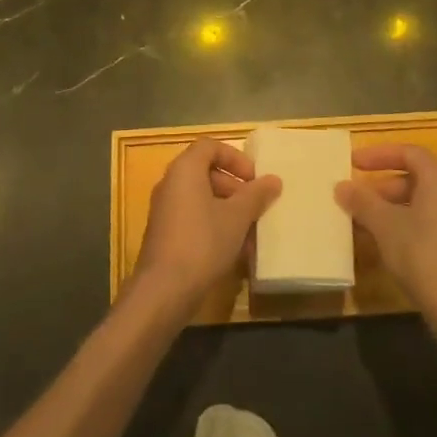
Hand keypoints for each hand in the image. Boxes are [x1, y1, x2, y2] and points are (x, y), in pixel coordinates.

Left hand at [132, 138, 281, 314]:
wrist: (163, 290)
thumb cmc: (202, 243)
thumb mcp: (236, 218)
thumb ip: (256, 195)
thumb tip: (274, 180)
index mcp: (185, 169)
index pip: (210, 146)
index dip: (235, 158)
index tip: (254, 179)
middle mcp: (170, 183)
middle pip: (205, 171)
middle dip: (234, 186)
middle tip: (254, 205)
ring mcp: (164, 209)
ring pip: (200, 197)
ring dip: (226, 208)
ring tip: (248, 231)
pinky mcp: (163, 233)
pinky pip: (192, 217)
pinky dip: (213, 224)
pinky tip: (232, 249)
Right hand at [336, 145, 436, 341]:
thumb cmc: (422, 255)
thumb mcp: (384, 225)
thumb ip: (362, 201)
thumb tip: (341, 186)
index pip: (409, 152)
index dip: (379, 154)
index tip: (353, 162)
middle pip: (416, 176)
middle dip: (382, 184)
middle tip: (357, 195)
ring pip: (422, 201)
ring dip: (392, 206)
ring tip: (365, 221)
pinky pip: (430, 221)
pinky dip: (406, 222)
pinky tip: (386, 242)